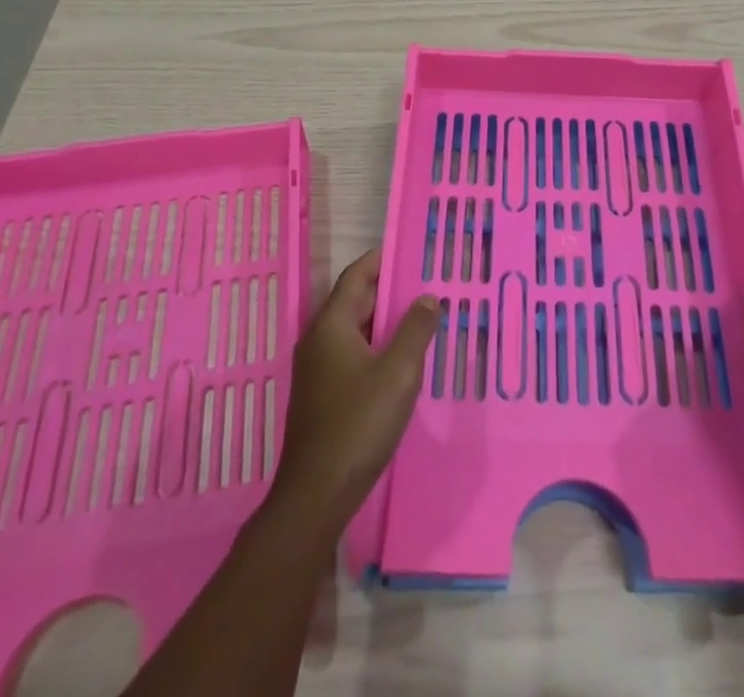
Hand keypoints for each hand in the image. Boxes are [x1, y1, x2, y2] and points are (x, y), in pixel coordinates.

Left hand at [271, 249, 438, 529]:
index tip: (409, 249)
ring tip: (419, 317)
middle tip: (424, 282)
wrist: (316, 494)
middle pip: (354, 301)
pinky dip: (375, 345)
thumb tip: (427, 297)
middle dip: (387, 289)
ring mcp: (317, 369)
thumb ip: (415, 330)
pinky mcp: (321, 394)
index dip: (381, 260)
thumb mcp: (398, 373)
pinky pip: (351, 353)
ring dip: (383, 320)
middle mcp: (318, 340)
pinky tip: (400, 359)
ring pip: (353, 330)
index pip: (356, 276)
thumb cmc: (358, 424)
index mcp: (331, 326)